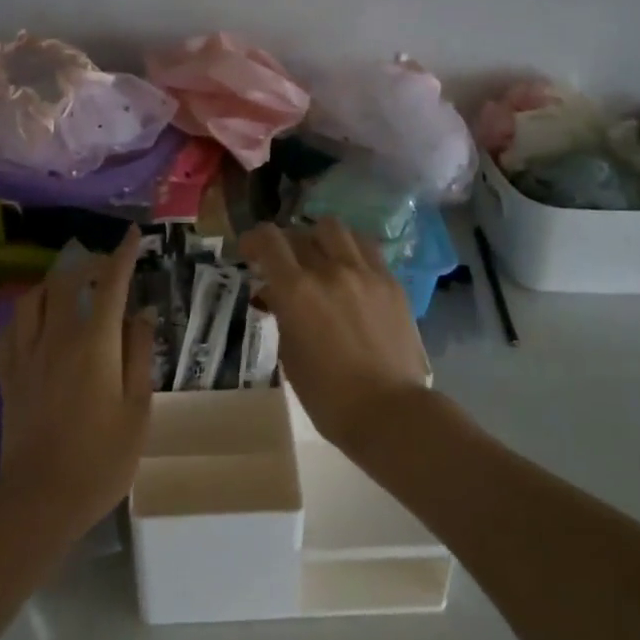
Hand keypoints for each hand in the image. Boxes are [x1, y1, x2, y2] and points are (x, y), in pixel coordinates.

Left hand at [0, 228, 154, 537]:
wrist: (42, 497)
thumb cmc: (102, 458)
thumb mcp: (137, 408)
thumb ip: (139, 355)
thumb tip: (141, 315)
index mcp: (95, 344)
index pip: (111, 284)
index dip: (123, 255)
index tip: (133, 235)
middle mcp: (56, 337)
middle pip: (66, 281)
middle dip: (88, 264)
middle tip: (106, 267)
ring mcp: (26, 355)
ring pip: (32, 299)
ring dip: (53, 284)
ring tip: (69, 289)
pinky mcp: (7, 375)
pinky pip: (10, 329)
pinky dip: (24, 315)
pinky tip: (34, 322)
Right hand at [238, 218, 427, 454]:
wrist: (389, 410)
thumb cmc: (327, 395)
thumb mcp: (290, 354)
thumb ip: (281, 314)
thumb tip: (276, 295)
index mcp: (296, 290)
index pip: (268, 240)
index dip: (253, 240)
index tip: (248, 252)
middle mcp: (330, 270)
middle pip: (300, 232)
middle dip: (285, 244)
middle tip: (284, 263)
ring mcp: (365, 273)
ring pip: (336, 229)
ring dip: (319, 238)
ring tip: (319, 257)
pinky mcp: (391, 282)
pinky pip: (366, 249)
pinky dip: (350, 251)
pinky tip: (349, 271)